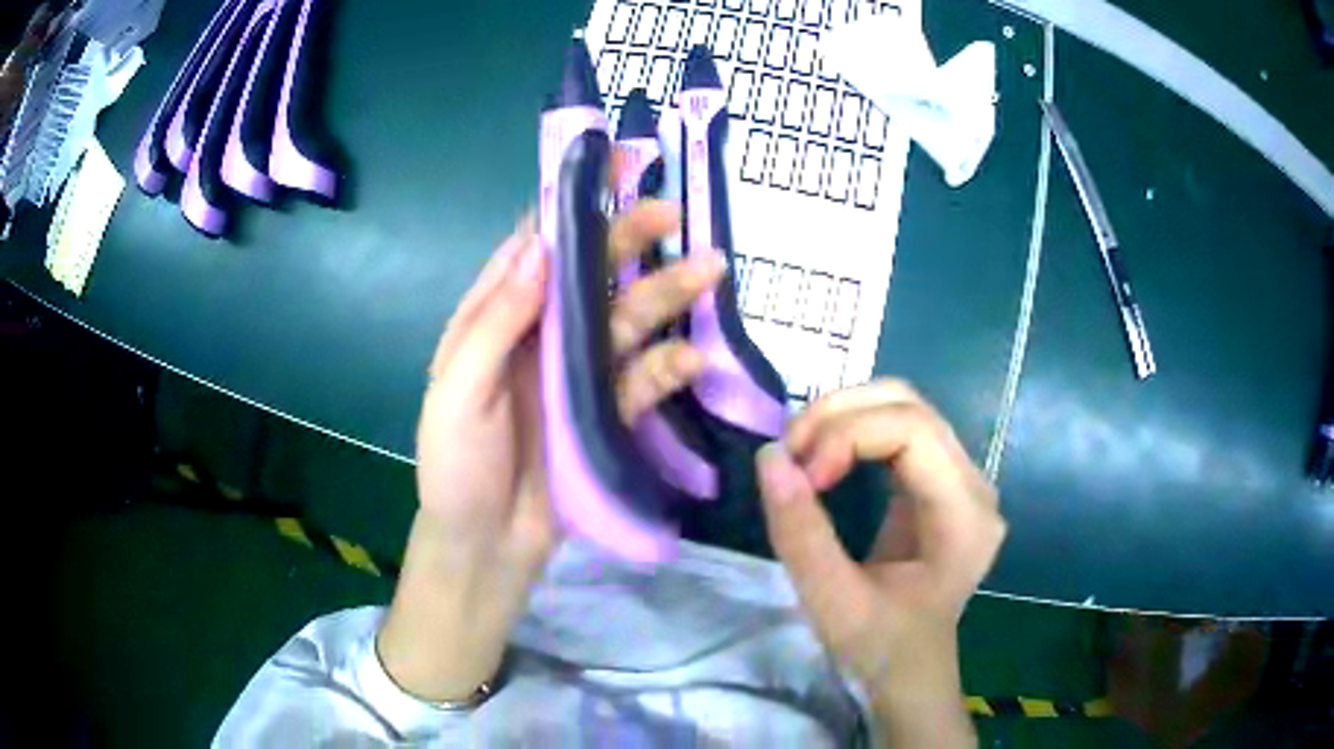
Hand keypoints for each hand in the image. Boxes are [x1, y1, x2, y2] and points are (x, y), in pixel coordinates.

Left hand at [378, 201, 725, 702]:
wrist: (487, 544)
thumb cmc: (457, 466)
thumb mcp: (459, 390)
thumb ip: (498, 320)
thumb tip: (540, 245)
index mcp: (495, 318)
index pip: (534, 248)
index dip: (569, 209)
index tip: (610, 172)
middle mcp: (539, 334)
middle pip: (590, 276)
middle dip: (629, 242)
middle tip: (673, 215)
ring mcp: (576, 373)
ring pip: (625, 320)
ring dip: (664, 297)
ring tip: (709, 273)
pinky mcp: (606, 411)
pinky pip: (642, 379)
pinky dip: (667, 367)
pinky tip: (694, 360)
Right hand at [755, 380, 1005, 746]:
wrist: (911, 674)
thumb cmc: (881, 649)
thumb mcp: (833, 603)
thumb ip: (801, 534)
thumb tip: (769, 456)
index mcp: (965, 515)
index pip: (912, 429)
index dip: (847, 436)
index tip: (801, 479)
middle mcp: (975, 484)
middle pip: (909, 405)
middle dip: (839, 416)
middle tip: (790, 456)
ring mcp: (961, 480)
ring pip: (903, 408)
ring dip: (843, 419)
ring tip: (801, 456)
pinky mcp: (940, 484)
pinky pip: (898, 432)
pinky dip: (852, 434)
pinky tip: (825, 461)